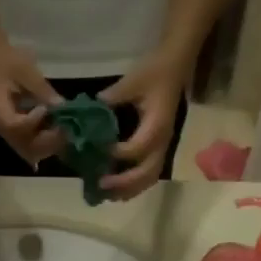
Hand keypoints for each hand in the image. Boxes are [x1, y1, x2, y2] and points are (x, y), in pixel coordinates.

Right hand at [0, 46, 63, 166]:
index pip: (13, 126)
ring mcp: (7, 132)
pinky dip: (45, 143)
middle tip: (63, 128)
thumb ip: (42, 89)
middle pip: (21, 146)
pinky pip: (30, 146)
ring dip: (47, 145)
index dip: (32, 122)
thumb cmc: (8, 61)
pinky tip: (57, 131)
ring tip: (63, 131)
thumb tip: (61, 106)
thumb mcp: (26, 70)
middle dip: (45, 141)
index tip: (45, 109)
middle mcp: (0, 126)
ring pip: (28, 151)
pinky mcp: (15, 133)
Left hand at [98, 49, 188, 199]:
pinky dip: (135, 185)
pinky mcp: (160, 148)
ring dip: (129, 189)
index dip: (116, 154)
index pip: (137, 149)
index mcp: (156, 126)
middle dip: (124, 182)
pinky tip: (118, 190)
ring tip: (107, 194)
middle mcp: (162, 142)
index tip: (97, 151)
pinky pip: (150, 174)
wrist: (176, 66)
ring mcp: (163, 147)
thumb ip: (109, 100)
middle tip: (100, 184)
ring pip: (150, 178)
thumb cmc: (154, 72)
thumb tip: (85, 116)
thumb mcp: (131, 81)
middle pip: (146, 173)